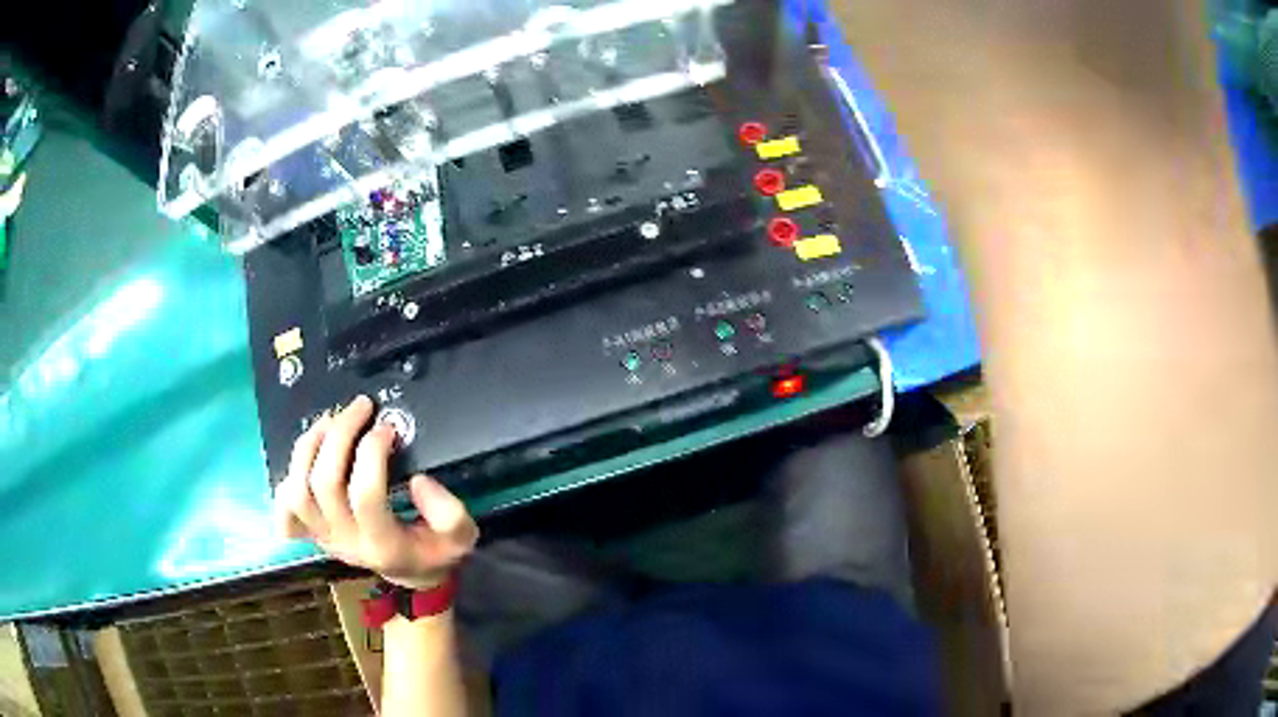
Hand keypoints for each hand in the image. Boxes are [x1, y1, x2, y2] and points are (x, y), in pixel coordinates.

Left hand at [274, 395, 478, 589]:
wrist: (410, 574)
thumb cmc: (433, 552)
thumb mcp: (460, 539)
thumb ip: (450, 514)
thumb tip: (418, 481)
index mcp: (383, 544)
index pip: (365, 495)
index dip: (372, 454)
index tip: (389, 429)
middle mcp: (346, 541)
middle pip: (324, 484)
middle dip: (340, 435)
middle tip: (361, 408)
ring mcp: (323, 536)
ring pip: (297, 490)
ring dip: (309, 447)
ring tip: (330, 421)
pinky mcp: (311, 530)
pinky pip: (284, 507)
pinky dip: (287, 479)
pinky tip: (308, 459)